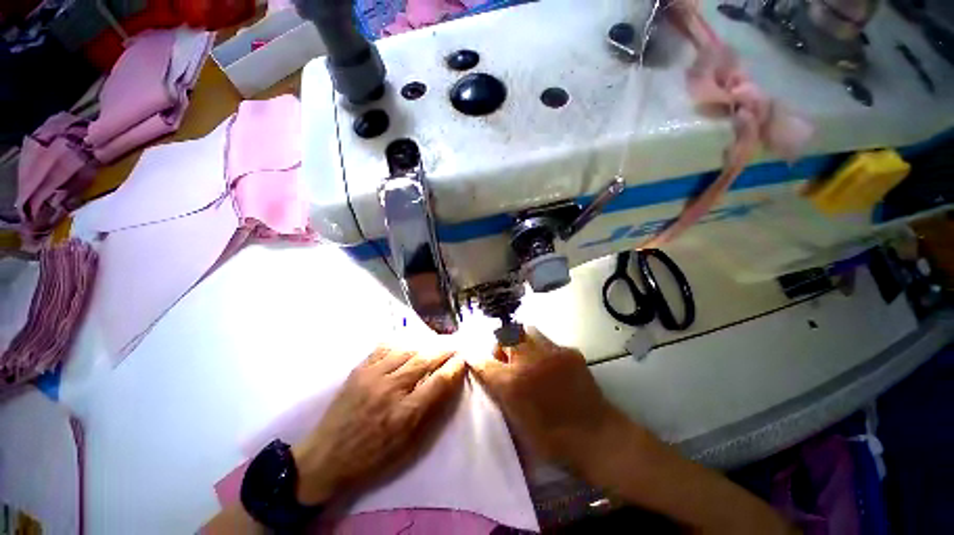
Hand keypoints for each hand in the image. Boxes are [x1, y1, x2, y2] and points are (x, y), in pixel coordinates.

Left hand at [291, 346, 465, 504]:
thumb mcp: (408, 447)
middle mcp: (390, 388)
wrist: (330, 454)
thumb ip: (428, 417)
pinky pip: (381, 350)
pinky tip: (406, 342)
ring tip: (435, 341)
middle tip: (456, 343)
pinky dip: (398, 343)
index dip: (454, 368)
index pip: (438, 381)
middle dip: (443, 350)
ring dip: (423, 344)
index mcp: (407, 413)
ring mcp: (371, 376)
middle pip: (423, 360)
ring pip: (403, 350)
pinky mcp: (356, 372)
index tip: (465, 359)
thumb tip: (445, 391)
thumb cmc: (373, 459)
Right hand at [470, 327, 622, 470]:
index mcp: (512, 382)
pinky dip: (542, 351)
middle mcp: (530, 360)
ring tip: (526, 362)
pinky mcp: (572, 353)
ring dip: (521, 343)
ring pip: (528, 332)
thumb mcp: (515, 423)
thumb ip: (501, 397)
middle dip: (499, 345)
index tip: (471, 360)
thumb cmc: (550, 440)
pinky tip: (548, 370)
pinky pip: (549, 343)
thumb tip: (492, 383)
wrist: (593, 434)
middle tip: (502, 362)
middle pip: (506, 335)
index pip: (482, 361)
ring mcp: (553, 353)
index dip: (474, 359)